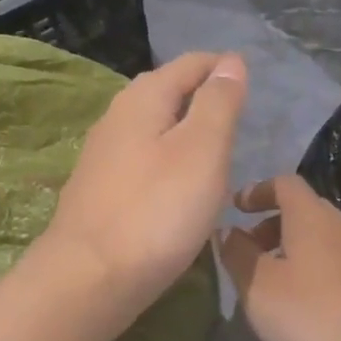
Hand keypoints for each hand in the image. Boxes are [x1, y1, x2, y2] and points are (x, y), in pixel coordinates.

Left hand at [42, 51, 248, 329]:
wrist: (89, 279)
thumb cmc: (157, 210)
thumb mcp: (203, 150)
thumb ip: (218, 103)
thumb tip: (231, 61)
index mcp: (143, 99)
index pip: (189, 64)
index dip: (222, 68)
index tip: (251, 84)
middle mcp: (116, 117)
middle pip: (166, 91)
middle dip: (201, 95)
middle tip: (236, 116)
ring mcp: (102, 155)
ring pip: (152, 126)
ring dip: (183, 129)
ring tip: (214, 149)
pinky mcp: (98, 190)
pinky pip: (141, 158)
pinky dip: (166, 159)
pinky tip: (178, 184)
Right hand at [217, 175, 340, 340]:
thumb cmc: (308, 313)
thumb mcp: (257, 284)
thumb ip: (237, 253)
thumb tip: (228, 232)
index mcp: (311, 215)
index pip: (284, 183)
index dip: (258, 191)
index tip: (236, 209)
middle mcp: (340, 226)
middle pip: (302, 210)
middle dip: (270, 224)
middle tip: (246, 250)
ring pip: (318, 239)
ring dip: (289, 250)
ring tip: (267, 281)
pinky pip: (333, 264)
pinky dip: (309, 270)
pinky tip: (298, 304)